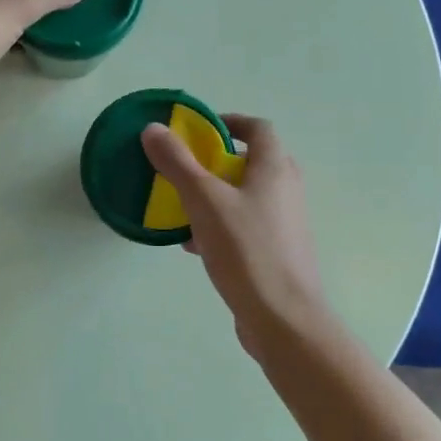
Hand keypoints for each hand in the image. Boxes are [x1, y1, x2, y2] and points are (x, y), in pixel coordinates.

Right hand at [140, 114, 334, 360]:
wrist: (282, 318)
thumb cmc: (246, 250)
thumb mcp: (204, 201)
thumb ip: (177, 163)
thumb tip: (153, 128)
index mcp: (275, 168)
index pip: (258, 128)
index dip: (229, 122)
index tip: (199, 131)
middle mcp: (286, 190)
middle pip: (251, 162)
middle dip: (215, 163)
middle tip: (185, 170)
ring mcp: (284, 223)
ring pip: (245, 197)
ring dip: (214, 197)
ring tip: (182, 210)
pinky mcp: (277, 251)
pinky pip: (245, 226)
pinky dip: (221, 226)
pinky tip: (195, 246)